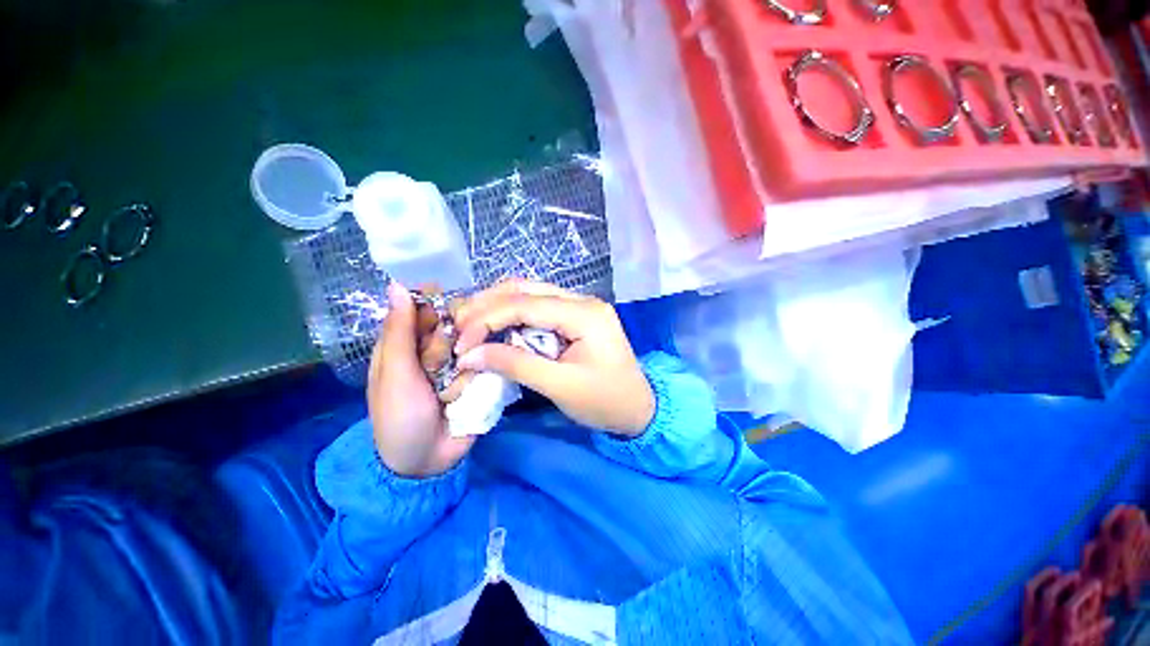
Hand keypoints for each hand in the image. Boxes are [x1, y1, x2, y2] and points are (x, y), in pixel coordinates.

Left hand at [367, 282, 473, 477]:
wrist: (426, 461)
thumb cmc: (399, 415)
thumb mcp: (394, 372)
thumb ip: (400, 330)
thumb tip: (397, 284)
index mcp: (406, 342)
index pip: (426, 307)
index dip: (437, 307)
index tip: (446, 316)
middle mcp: (434, 348)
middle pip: (454, 323)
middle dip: (449, 345)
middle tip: (438, 367)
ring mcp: (459, 362)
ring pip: (473, 343)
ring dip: (462, 368)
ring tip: (447, 393)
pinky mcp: (477, 376)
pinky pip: (485, 363)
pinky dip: (476, 378)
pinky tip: (465, 396)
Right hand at [453, 280, 654, 435]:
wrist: (638, 409)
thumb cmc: (605, 401)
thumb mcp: (560, 386)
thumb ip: (515, 364)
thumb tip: (470, 354)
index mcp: (585, 314)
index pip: (525, 304)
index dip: (487, 319)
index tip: (461, 344)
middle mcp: (582, 300)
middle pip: (526, 289)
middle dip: (488, 305)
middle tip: (459, 326)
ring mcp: (580, 306)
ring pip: (530, 293)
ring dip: (498, 306)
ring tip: (470, 325)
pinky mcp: (576, 317)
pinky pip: (539, 307)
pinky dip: (513, 316)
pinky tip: (496, 327)